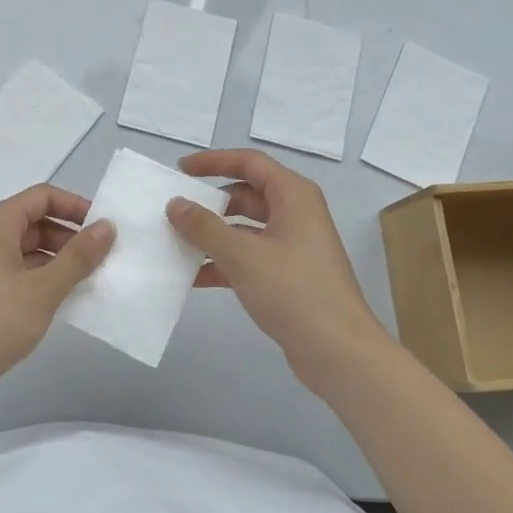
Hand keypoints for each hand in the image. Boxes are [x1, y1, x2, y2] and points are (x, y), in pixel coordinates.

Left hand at [0, 184, 114, 388]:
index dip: (75, 207)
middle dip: (69, 237)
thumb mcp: (44, 288)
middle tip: (101, 260)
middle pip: (35, 222)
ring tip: (87, 282)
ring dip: (57, 261)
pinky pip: (16, 274)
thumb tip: (107, 226)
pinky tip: (60, 302)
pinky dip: (40, 280)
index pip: (43, 196)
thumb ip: (79, 256)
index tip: (103, 229)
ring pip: (26, 251)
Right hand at [167, 149, 386, 393]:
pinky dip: (224, 262)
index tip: (181, 170)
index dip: (214, 161)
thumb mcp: (243, 255)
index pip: (250, 163)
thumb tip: (175, 203)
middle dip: (210, 202)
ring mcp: (293, 246)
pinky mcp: (287, 276)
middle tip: (175, 210)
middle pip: (246, 195)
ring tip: (176, 243)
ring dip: (213, 235)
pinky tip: (193, 277)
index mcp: (294, 196)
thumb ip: (205, 227)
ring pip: (245, 229)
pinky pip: (249, 257)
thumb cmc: (294, 291)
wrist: (338, 351)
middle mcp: (296, 214)